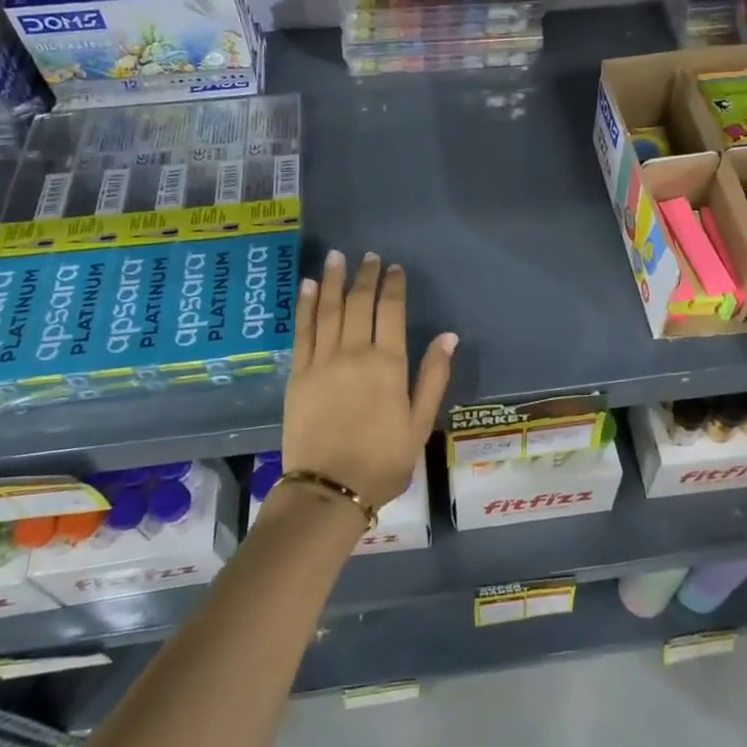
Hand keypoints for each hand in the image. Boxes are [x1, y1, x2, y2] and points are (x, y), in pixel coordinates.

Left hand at [281, 249, 457, 507]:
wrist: (330, 490)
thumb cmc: (383, 460)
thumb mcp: (420, 423)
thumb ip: (433, 376)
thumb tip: (448, 336)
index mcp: (387, 364)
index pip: (390, 311)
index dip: (393, 286)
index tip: (394, 268)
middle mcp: (354, 353)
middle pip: (359, 303)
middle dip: (365, 275)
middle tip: (369, 256)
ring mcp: (322, 361)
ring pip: (328, 309)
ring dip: (332, 280)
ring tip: (336, 256)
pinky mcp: (298, 374)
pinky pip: (303, 331)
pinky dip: (305, 305)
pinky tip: (307, 286)